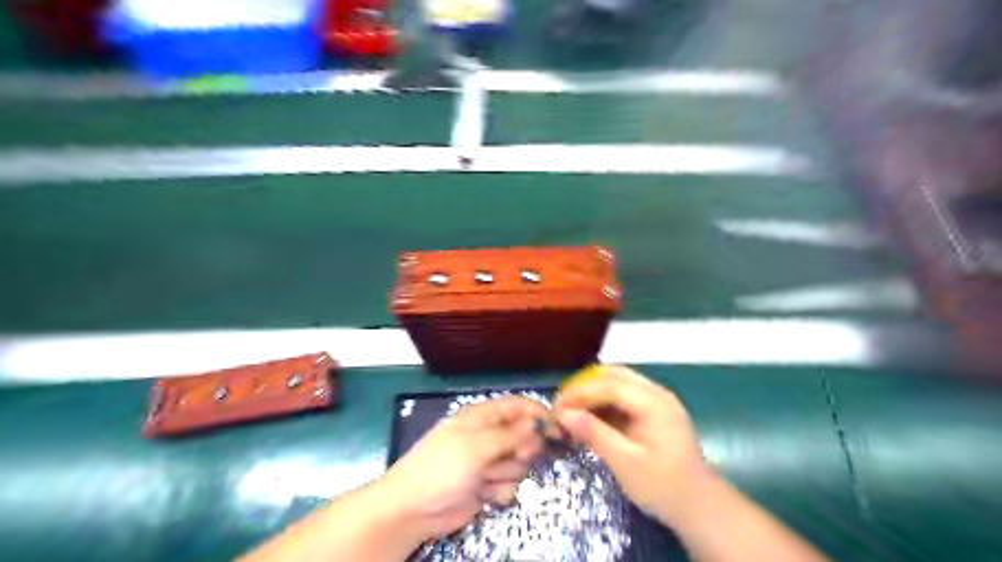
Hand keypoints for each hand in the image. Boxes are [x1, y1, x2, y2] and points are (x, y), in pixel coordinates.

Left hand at [378, 396, 545, 539]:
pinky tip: (484, 495)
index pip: (517, 407)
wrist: (413, 510)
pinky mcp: (486, 486)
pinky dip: (499, 490)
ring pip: (518, 463)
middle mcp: (487, 436)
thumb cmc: (442, 467)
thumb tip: (537, 422)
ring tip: (486, 478)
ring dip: (507, 473)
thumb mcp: (477, 446)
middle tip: (516, 458)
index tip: (557, 429)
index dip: (537, 415)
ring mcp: (487, 462)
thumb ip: (510, 435)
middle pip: (523, 436)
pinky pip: (509, 484)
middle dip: (523, 449)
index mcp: (481, 416)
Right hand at [556, 364, 711, 525]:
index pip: (609, 384)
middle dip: (583, 388)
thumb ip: (594, 434)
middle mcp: (655, 392)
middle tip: (560, 407)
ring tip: (569, 412)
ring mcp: (654, 399)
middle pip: (612, 376)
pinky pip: (621, 396)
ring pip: (615, 383)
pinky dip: (601, 403)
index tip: (555, 408)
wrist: (699, 506)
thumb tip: (562, 414)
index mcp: (654, 402)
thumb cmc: (663, 487)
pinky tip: (586, 418)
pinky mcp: (651, 410)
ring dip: (591, 394)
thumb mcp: (625, 463)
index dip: (579, 393)